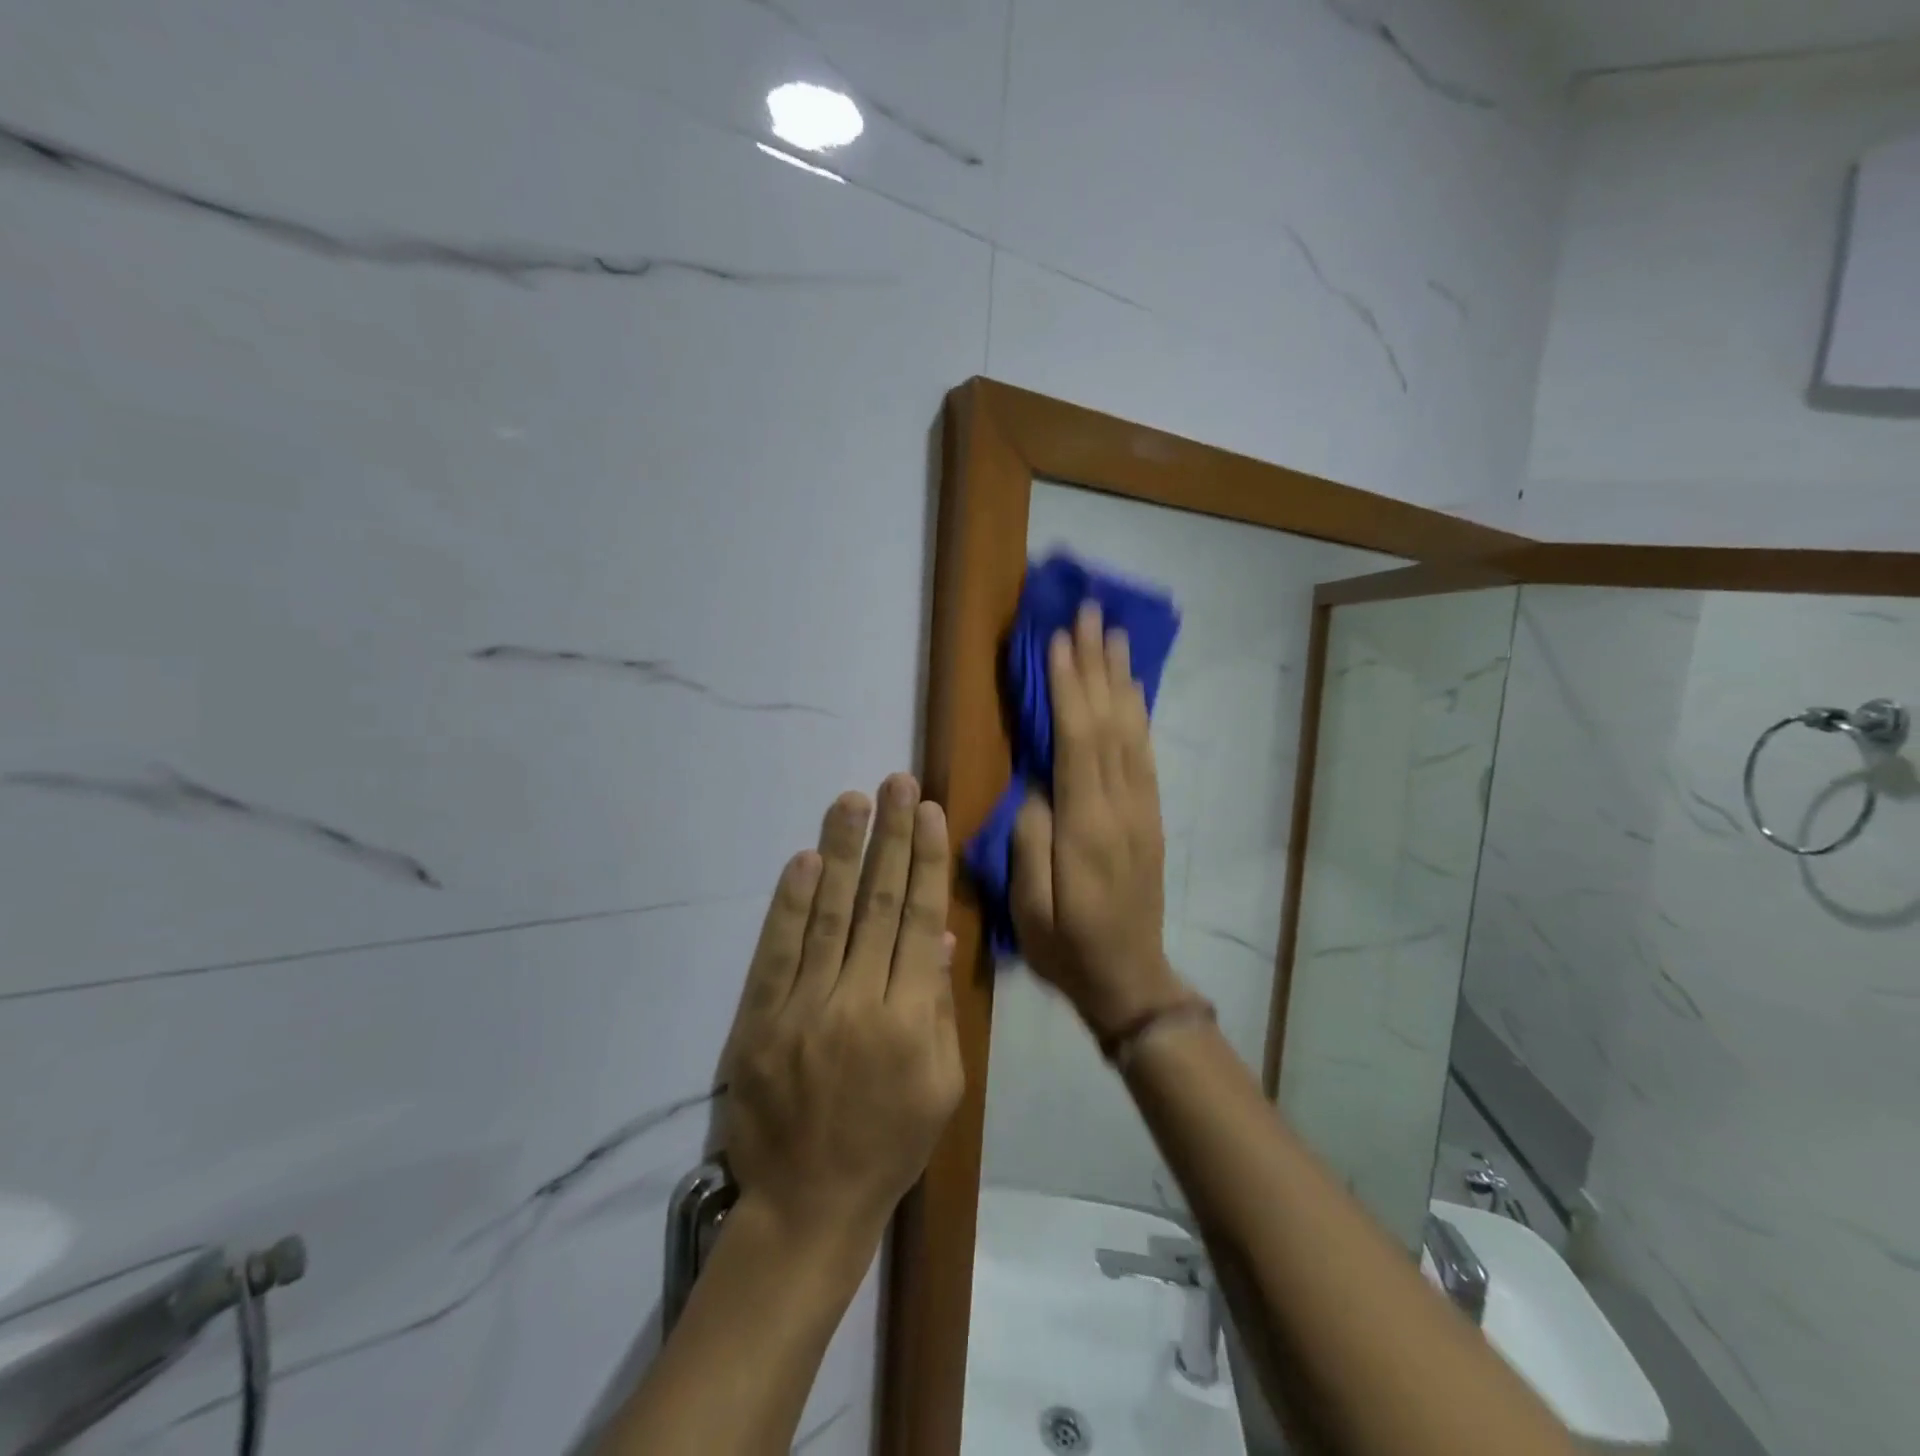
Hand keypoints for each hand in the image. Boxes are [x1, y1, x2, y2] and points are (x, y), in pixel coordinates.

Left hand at [720, 775, 963, 1268]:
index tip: (929, 812)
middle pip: (877, 904)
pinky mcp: (759, 1019)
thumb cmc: (890, 1144)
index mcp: (911, 1020)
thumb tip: (937, 936)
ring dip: (841, 852)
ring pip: (828, 915)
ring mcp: (803, 1008)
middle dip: (890, 838)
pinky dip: (790, 903)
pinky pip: (777, 951)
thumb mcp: (942, 1086)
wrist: (807, 1203)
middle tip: (896, 783)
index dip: (925, 862)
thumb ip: (940, 1007)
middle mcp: (858, 1002)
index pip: (919, 920)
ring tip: (853, 800)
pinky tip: (804, 860)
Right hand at [1011, 603, 1186, 1036]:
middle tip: (1091, 613)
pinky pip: (1145, 753)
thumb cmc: (1067, 947)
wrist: (1130, 979)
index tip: (1059, 640)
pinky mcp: (1150, 816)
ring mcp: (1142, 809)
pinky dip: (1138, 713)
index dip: (1069, 688)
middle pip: (1110, 722)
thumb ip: (1030, 842)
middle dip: (1098, 664)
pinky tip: (1131, 690)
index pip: (1077, 742)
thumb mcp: (1029, 909)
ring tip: (1115, 634)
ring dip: (1121, 679)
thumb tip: (1037, 787)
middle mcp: (1121, 807)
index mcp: (1086, 828)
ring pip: (1132, 731)